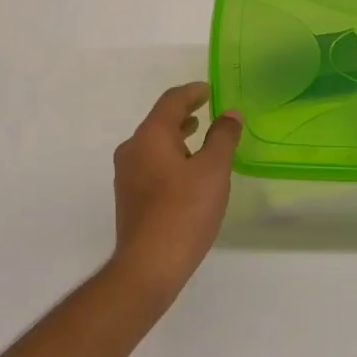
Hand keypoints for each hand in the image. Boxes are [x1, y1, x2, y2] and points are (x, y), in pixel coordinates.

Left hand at [110, 83, 241, 297]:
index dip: (192, 92)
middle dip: (184, 114)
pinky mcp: (129, 197)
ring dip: (178, 137)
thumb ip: (223, 137)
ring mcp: (126, 175)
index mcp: (150, 136)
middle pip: (159, 121)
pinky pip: (151, 164)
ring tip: (201, 140)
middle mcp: (132, 149)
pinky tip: (188, 174)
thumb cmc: (184, 211)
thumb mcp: (213, 170)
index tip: (210, 91)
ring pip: (154, 144)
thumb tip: (230, 114)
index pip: (171, 101)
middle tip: (209, 111)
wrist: (149, 265)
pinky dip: (170, 158)